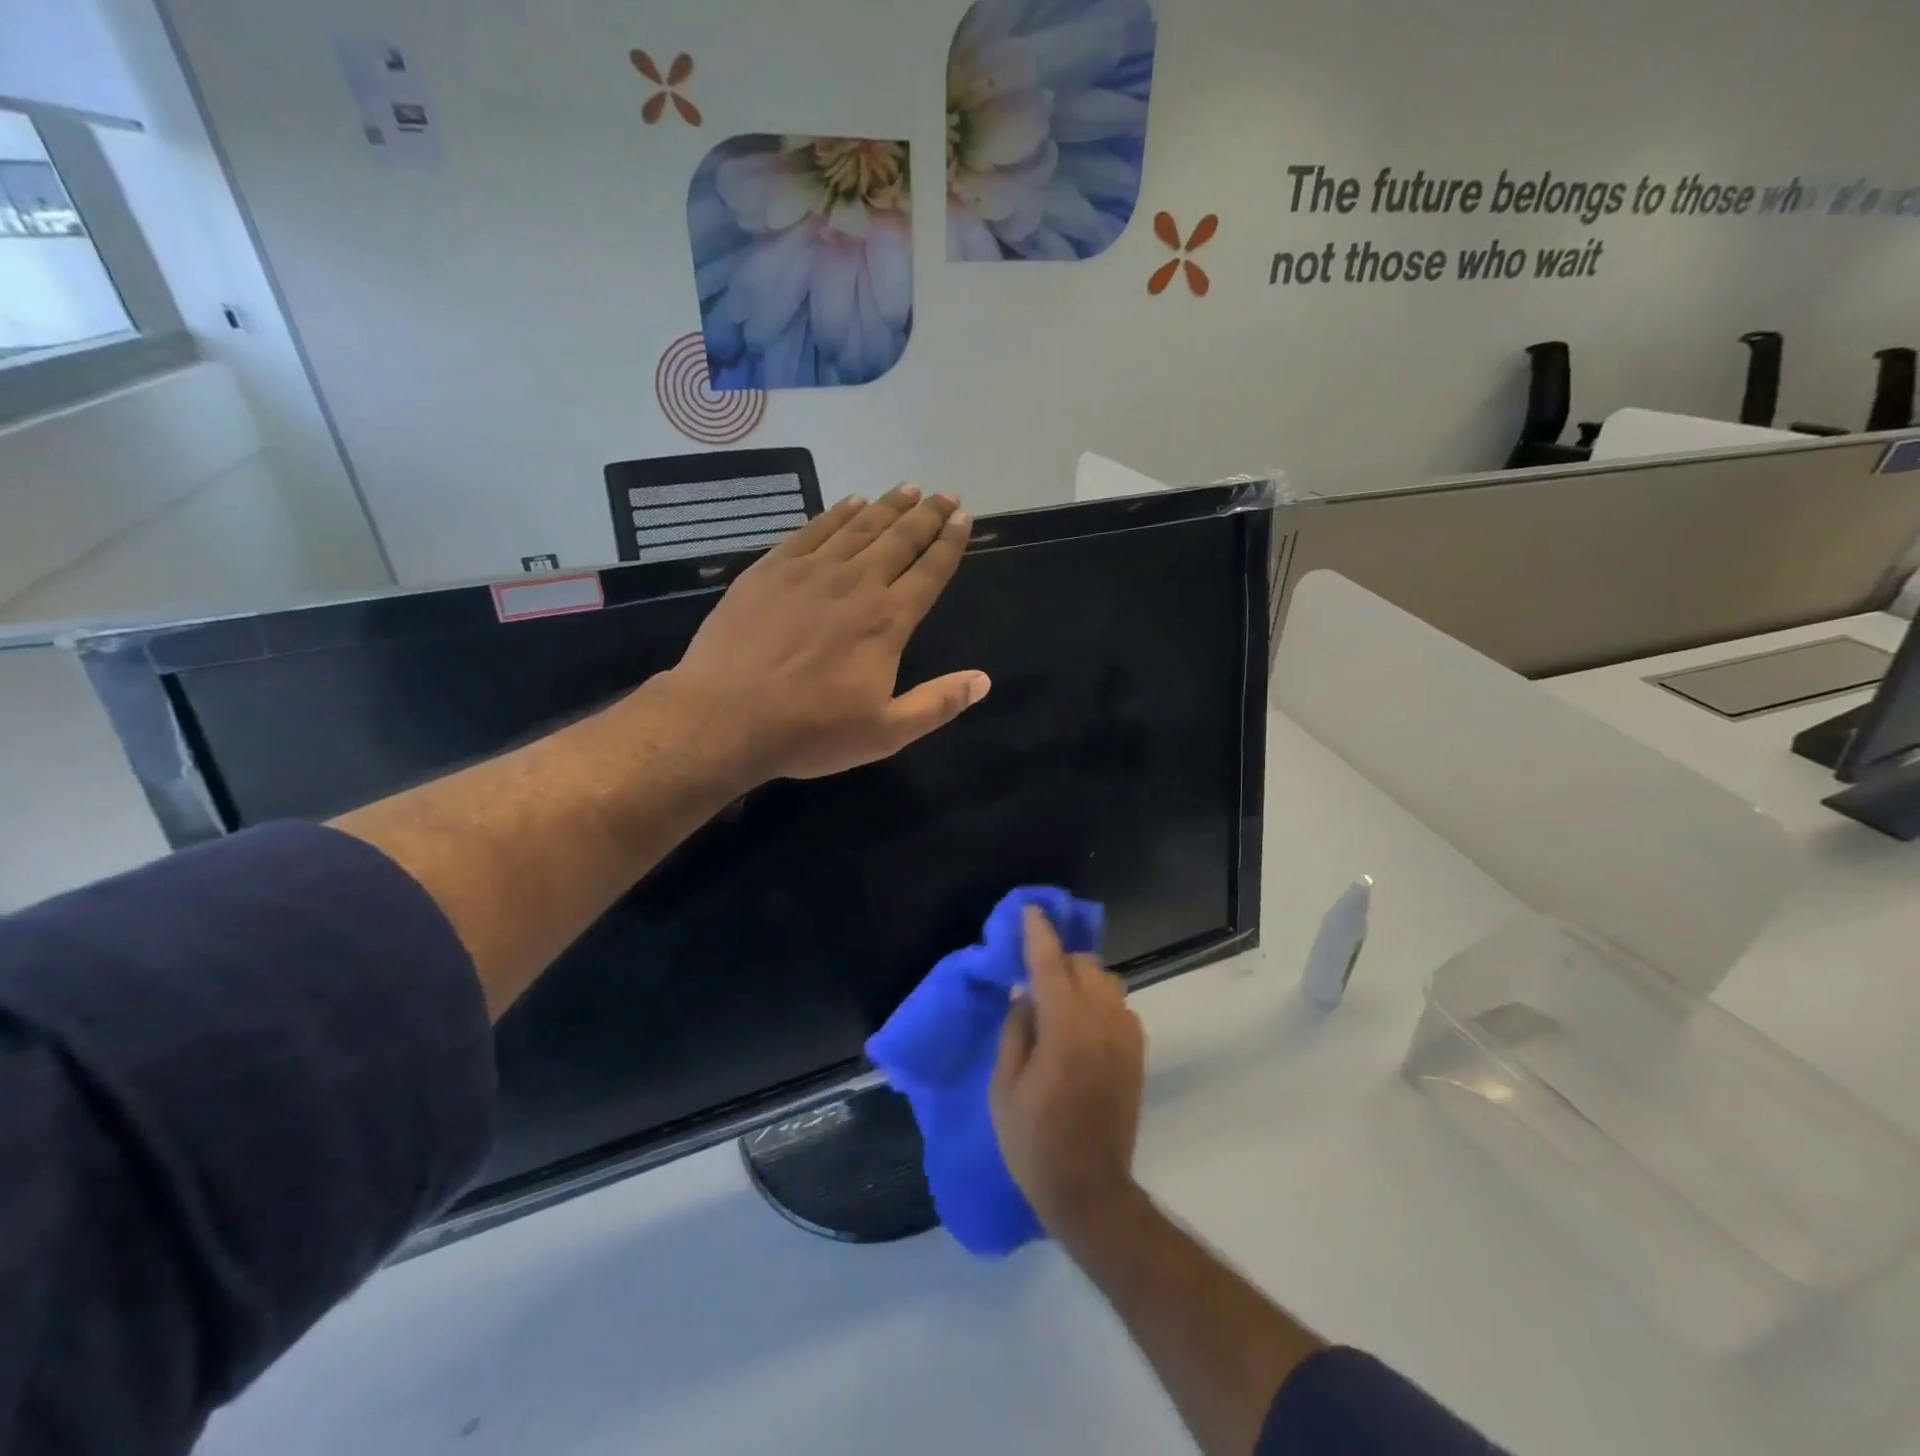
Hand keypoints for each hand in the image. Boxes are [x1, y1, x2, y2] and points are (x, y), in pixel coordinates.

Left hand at [659, 485, 988, 783]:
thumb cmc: (811, 730)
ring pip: (859, 527)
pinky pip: (812, 530)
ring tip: (908, 490)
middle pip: (899, 539)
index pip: (929, 571)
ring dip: (888, 506)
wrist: (725, 717)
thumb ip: (937, 704)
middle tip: (945, 495)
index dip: (950, 543)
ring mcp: (810, 571)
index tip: (964, 518)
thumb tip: (983, 681)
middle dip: (927, 515)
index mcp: (887, 621)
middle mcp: (855, 584)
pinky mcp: (770, 569)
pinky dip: (837, 513)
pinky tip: (850, 502)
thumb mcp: (885, 732)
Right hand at [991, 906, 1145, 1236]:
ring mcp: (1126, 1038)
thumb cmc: (1034, 1141)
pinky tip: (1081, 1025)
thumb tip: (1025, 994)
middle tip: (1035, 974)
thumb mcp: (1005, 1087)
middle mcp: (1102, 1024)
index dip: (1039, 936)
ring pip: (1107, 982)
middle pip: (1085, 966)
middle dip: (1060, 959)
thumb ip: (1016, 1030)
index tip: (1031, 911)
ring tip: (1059, 1000)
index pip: (1051, 967)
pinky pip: (1119, 1007)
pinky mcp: (1137, 1053)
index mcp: (1065, 1031)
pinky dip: (1099, 1002)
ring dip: (1082, 979)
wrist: (1090, 1190)